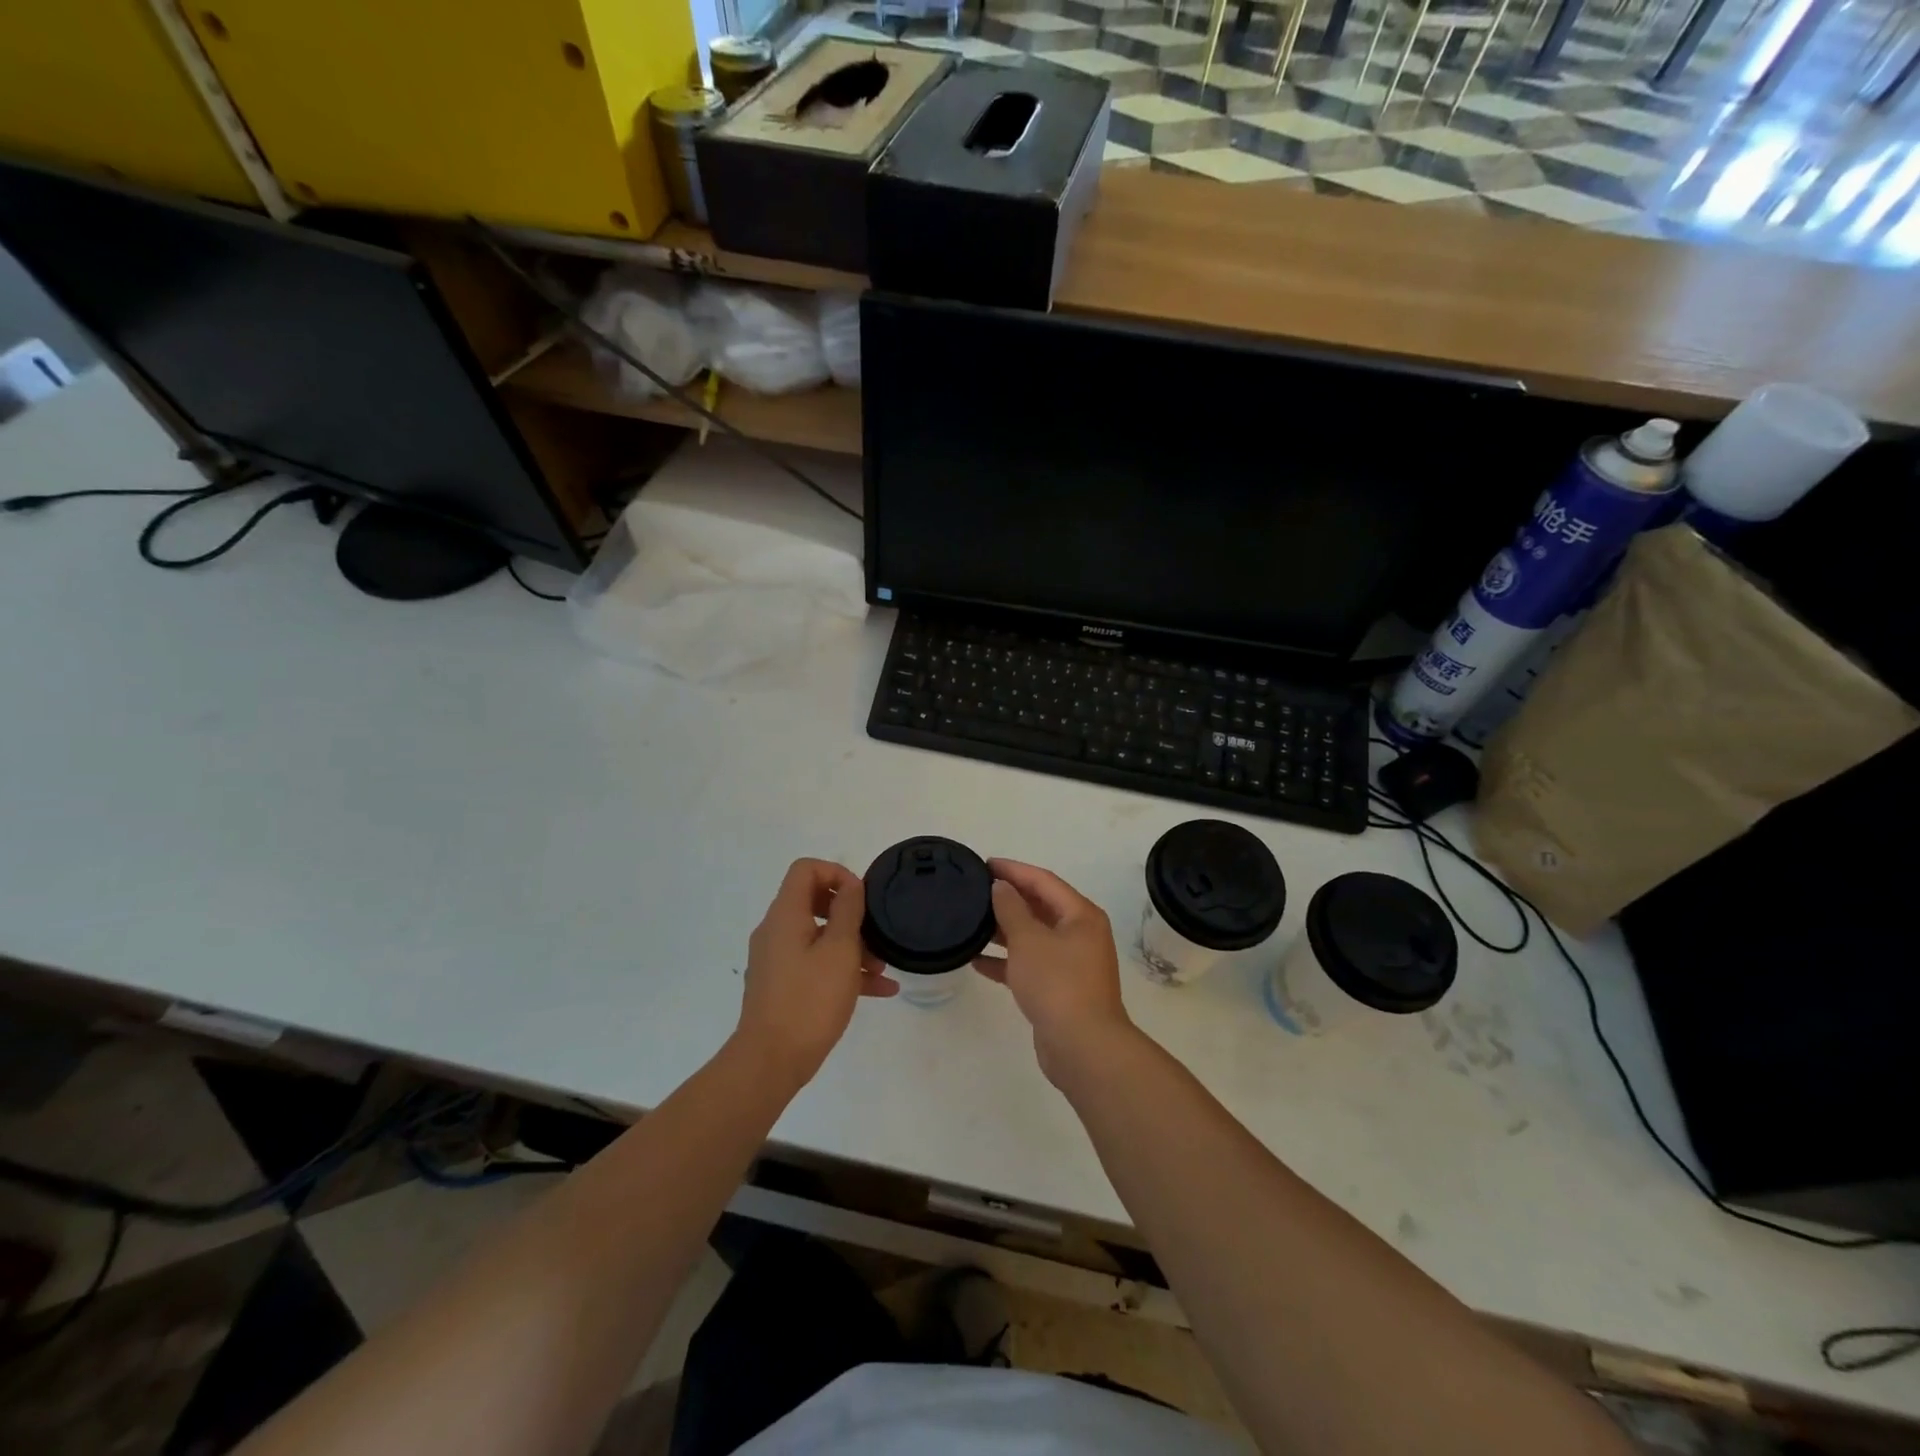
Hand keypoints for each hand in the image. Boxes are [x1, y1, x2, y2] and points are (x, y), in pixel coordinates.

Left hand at [736, 859, 895, 1091]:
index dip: (836, 873)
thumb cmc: (810, 999)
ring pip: (817, 937)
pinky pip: (815, 965)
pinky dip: (842, 970)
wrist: (770, 1061)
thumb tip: (851, 884)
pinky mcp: (781, 987)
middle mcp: (775, 931)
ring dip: (851, 946)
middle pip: (813, 901)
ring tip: (882, 968)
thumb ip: (848, 911)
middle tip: (874, 929)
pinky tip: (879, 989)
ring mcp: (776, 960)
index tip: (861, 897)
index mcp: (785, 915)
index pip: (805, 869)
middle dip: (849, 913)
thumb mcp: (840, 950)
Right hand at [973, 859, 1134, 1085]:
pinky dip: (1007, 961)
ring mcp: (1071, 963)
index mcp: (1080, 915)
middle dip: (1008, 898)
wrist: (1082, 1047)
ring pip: (1033, 937)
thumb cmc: (1057, 983)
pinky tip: (978, 961)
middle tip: (975, 890)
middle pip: (1040, 906)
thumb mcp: (1028, 939)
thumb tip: (1001, 887)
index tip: (984, 863)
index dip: (1013, 870)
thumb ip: (1011, 908)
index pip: (1043, 880)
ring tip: (971, 923)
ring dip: (1004, 930)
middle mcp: (1080, 934)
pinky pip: (1030, 964)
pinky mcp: (1059, 989)